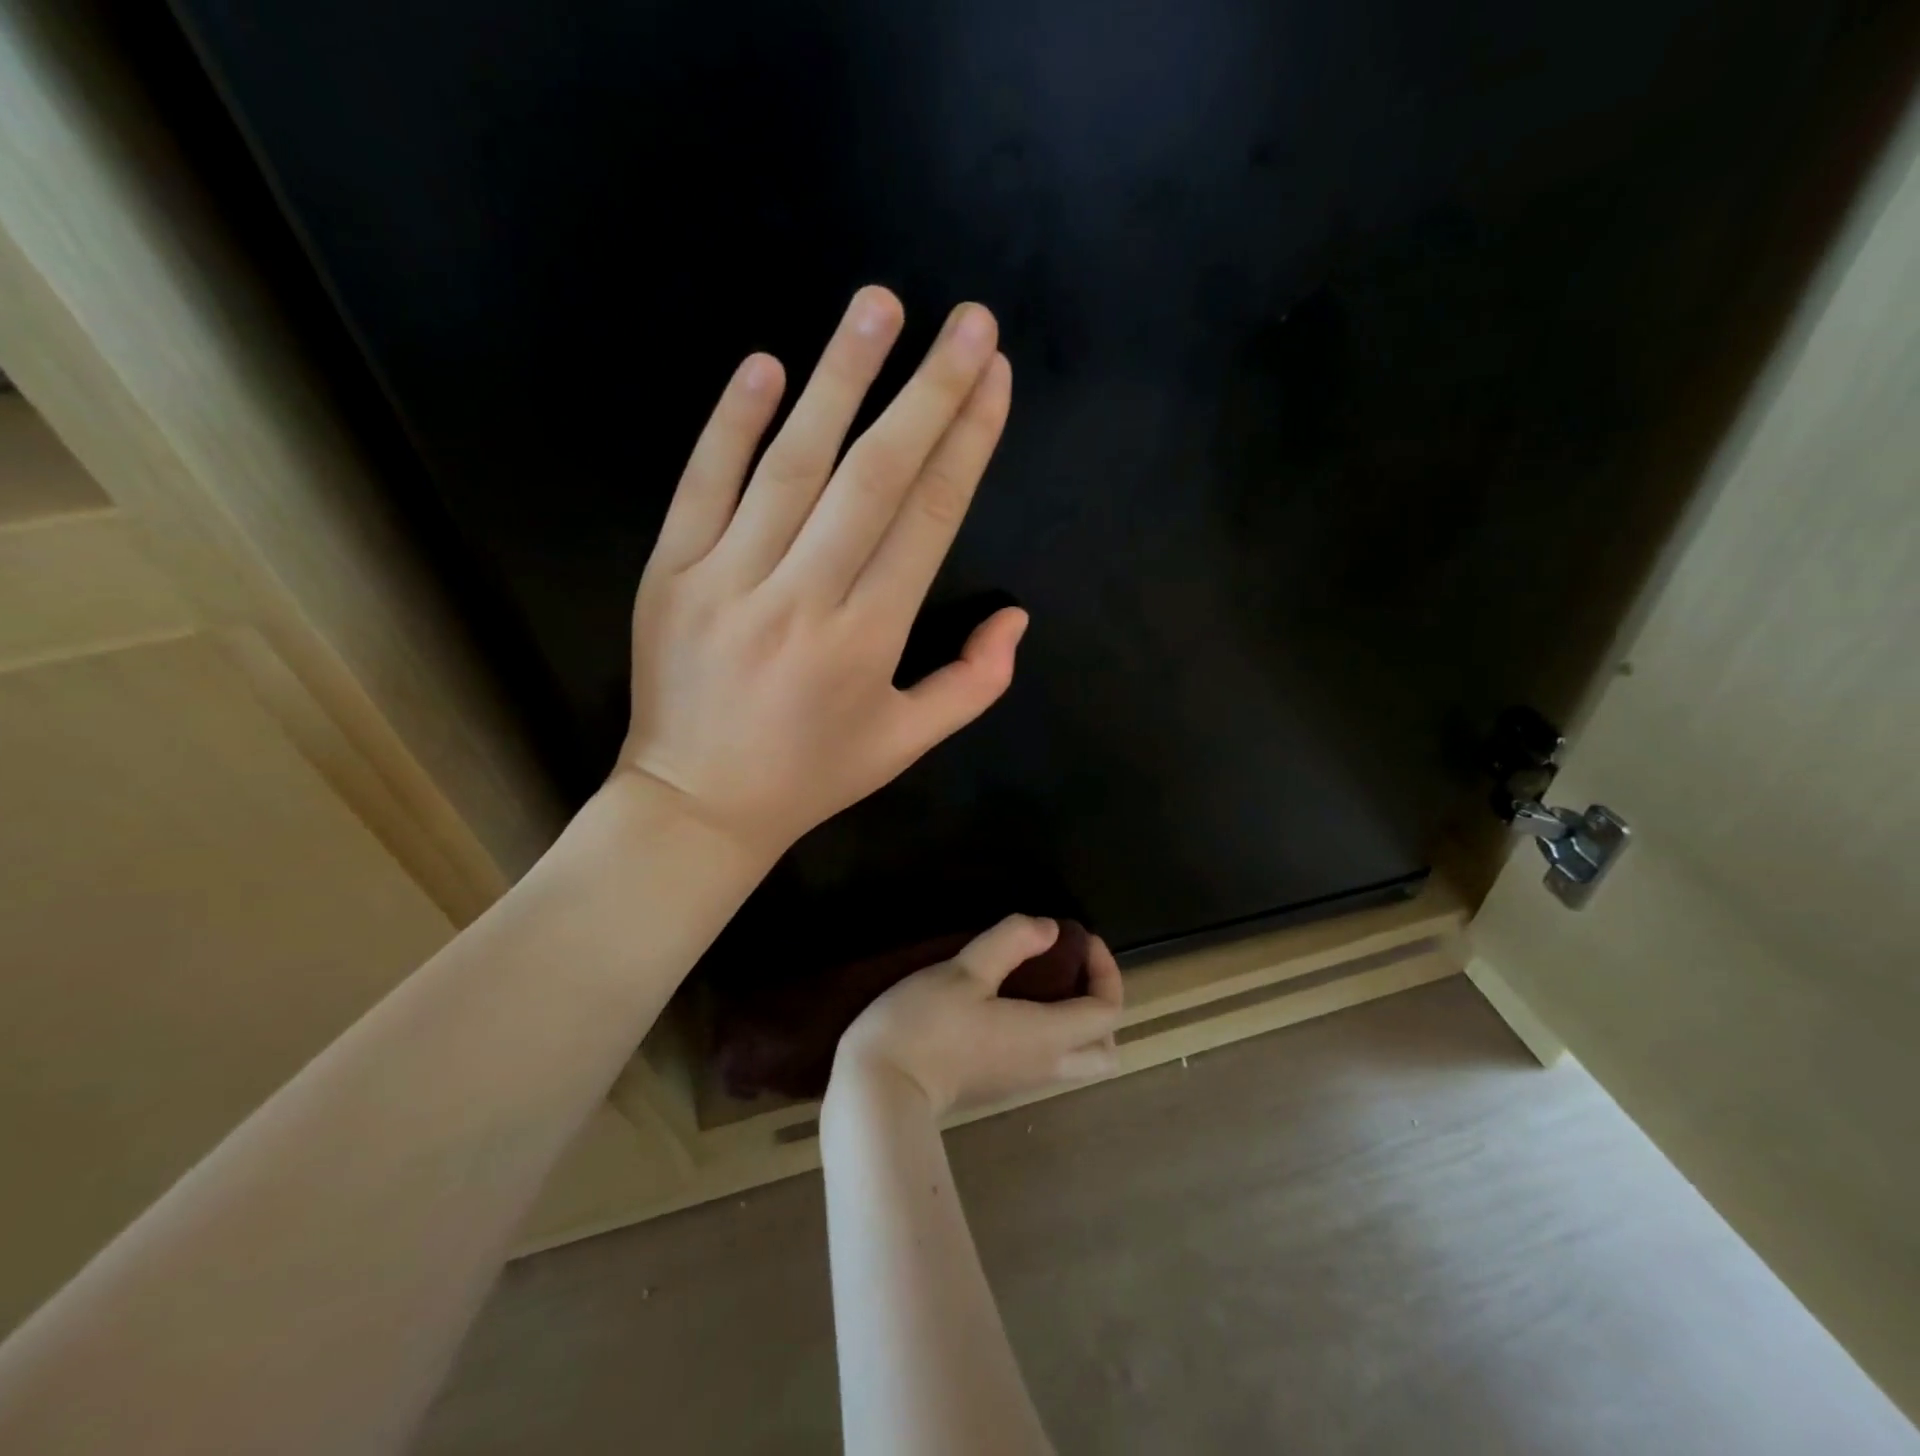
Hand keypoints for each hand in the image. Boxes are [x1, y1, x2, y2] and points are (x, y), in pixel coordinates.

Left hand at [616, 286, 1023, 863]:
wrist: (695, 806)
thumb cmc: (811, 775)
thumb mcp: (906, 743)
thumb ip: (973, 684)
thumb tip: (1016, 617)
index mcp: (867, 639)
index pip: (927, 519)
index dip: (967, 443)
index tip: (994, 378)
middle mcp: (803, 598)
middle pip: (874, 477)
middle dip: (928, 392)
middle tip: (967, 320)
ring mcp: (728, 580)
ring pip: (791, 465)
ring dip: (839, 379)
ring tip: (879, 308)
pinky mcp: (669, 573)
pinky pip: (702, 485)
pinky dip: (732, 422)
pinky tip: (766, 365)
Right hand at [830, 916, 1124, 1117]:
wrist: (880, 1090)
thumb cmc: (924, 1025)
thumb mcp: (965, 971)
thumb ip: (1011, 943)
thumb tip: (1050, 928)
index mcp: (1047, 1036)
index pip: (1108, 1011)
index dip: (1106, 970)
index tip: (1079, 939)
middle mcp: (1045, 1065)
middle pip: (1106, 1050)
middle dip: (1101, 1006)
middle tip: (1073, 971)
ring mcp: (1022, 1081)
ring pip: (1078, 1059)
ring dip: (1077, 1021)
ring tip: (1044, 981)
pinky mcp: (999, 1085)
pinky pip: (1048, 1061)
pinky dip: (1052, 1033)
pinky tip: (1014, 1003)